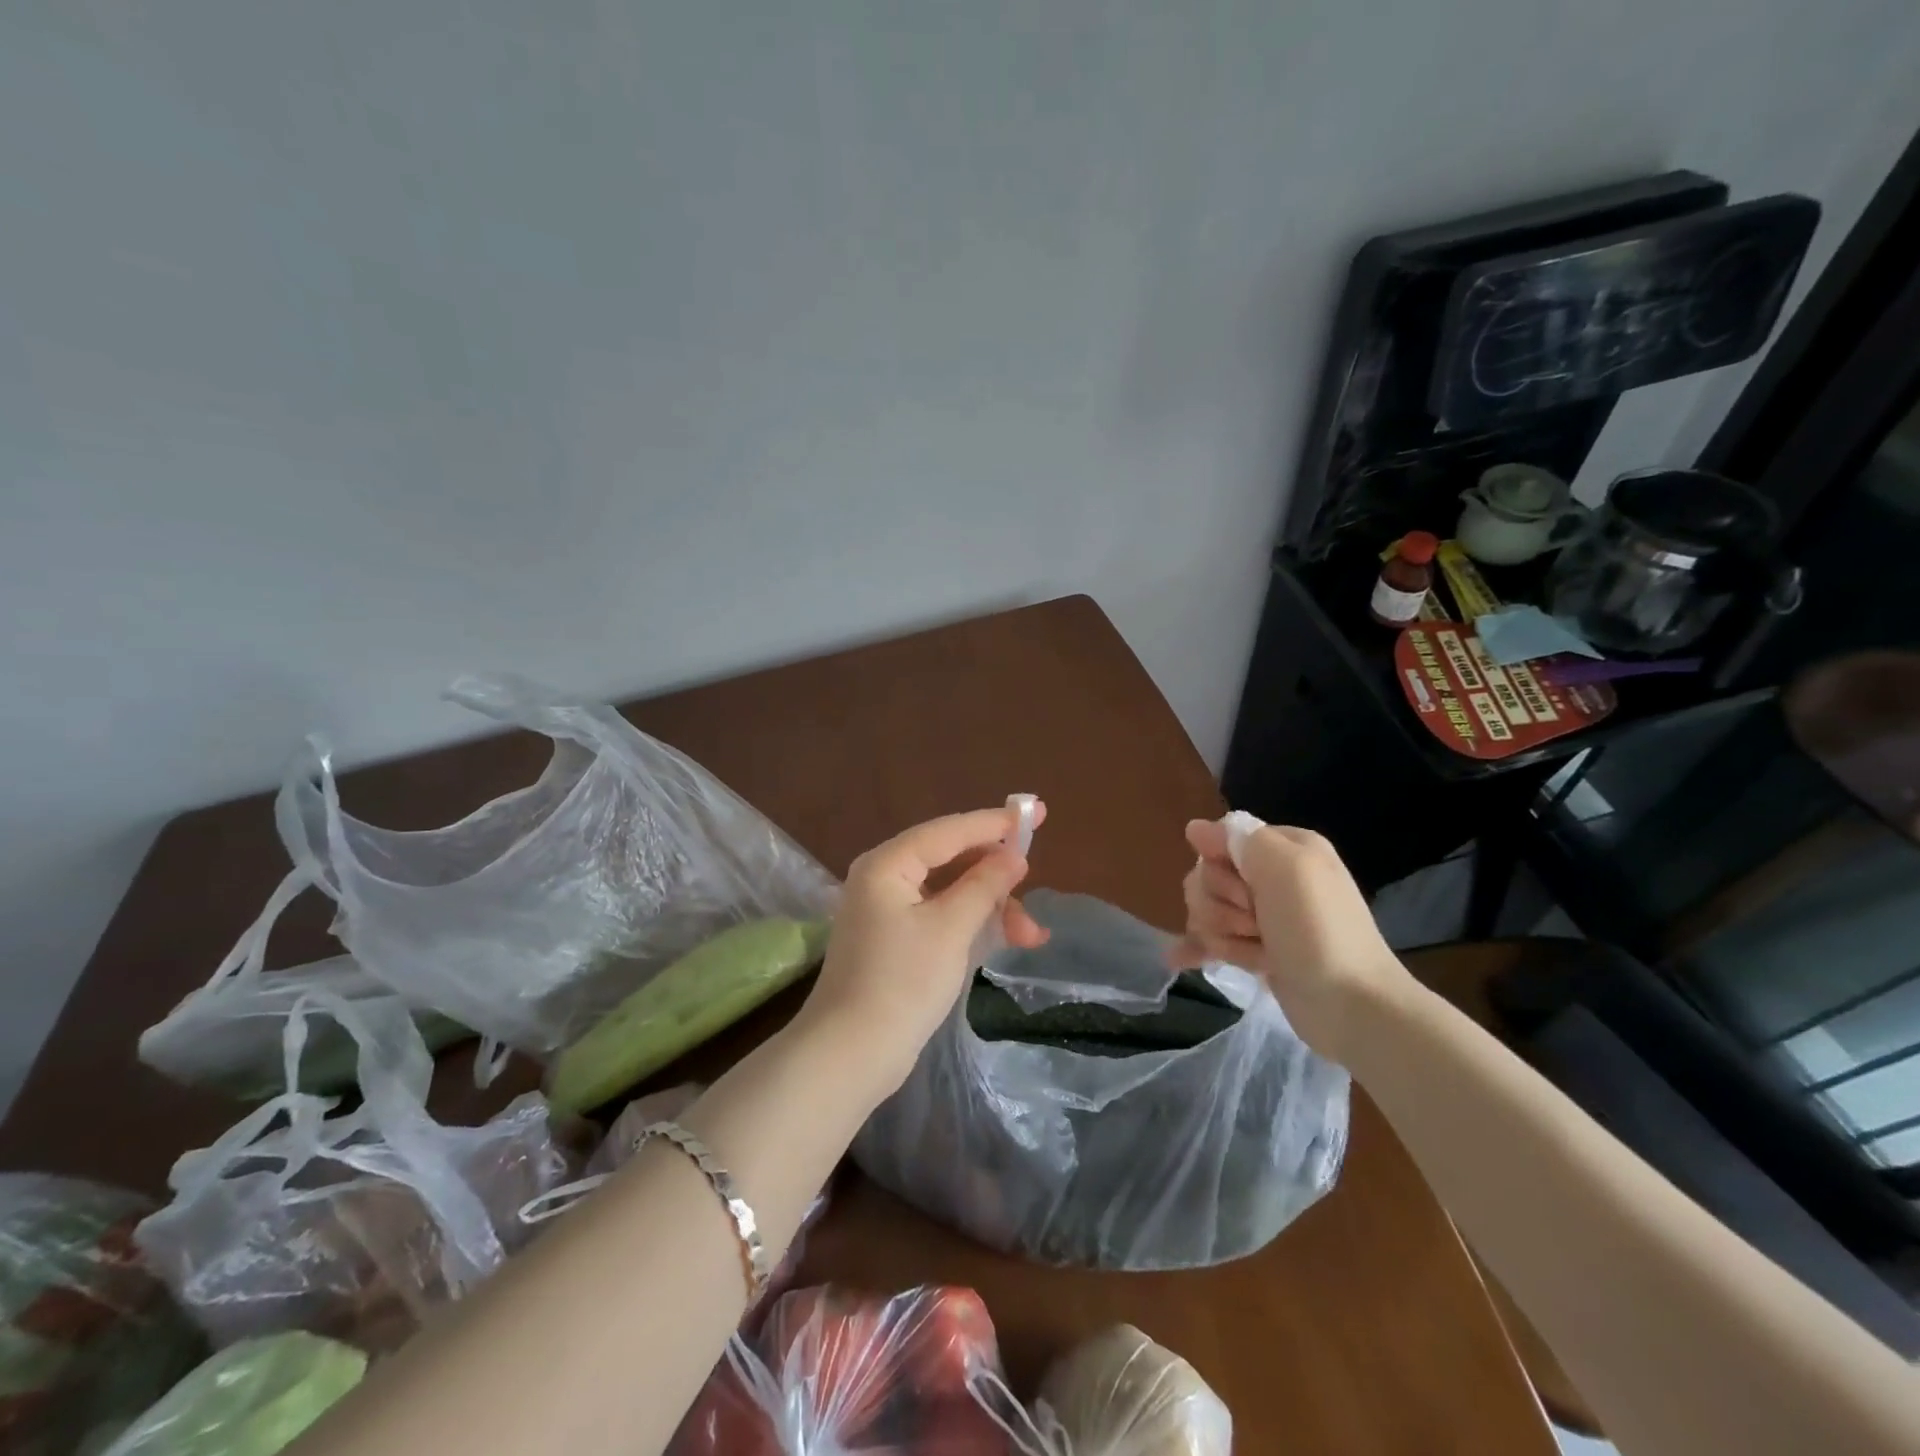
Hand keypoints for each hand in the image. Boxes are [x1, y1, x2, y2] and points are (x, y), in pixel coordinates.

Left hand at [797, 804, 1048, 1093]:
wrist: (850, 1055)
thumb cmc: (902, 982)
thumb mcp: (951, 929)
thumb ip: (984, 885)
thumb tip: (1013, 855)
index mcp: (888, 864)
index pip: (949, 830)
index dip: (994, 822)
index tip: (1036, 813)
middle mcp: (884, 878)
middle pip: (951, 859)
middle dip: (996, 875)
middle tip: (1034, 882)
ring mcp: (888, 911)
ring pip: (950, 892)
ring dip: (990, 906)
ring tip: (1031, 935)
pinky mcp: (895, 941)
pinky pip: (941, 916)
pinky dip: (972, 925)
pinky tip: (1006, 940)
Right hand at [1169, 816, 1410, 1061]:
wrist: (1352, 1006)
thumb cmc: (1319, 930)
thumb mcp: (1286, 868)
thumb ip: (1239, 839)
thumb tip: (1196, 829)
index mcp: (1284, 849)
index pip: (1222, 839)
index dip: (1221, 864)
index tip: (1245, 887)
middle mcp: (1272, 877)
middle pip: (1208, 876)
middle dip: (1220, 903)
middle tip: (1254, 923)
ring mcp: (1263, 917)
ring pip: (1207, 910)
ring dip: (1220, 931)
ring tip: (1253, 951)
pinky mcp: (1256, 952)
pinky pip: (1210, 940)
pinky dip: (1196, 948)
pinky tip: (1179, 960)